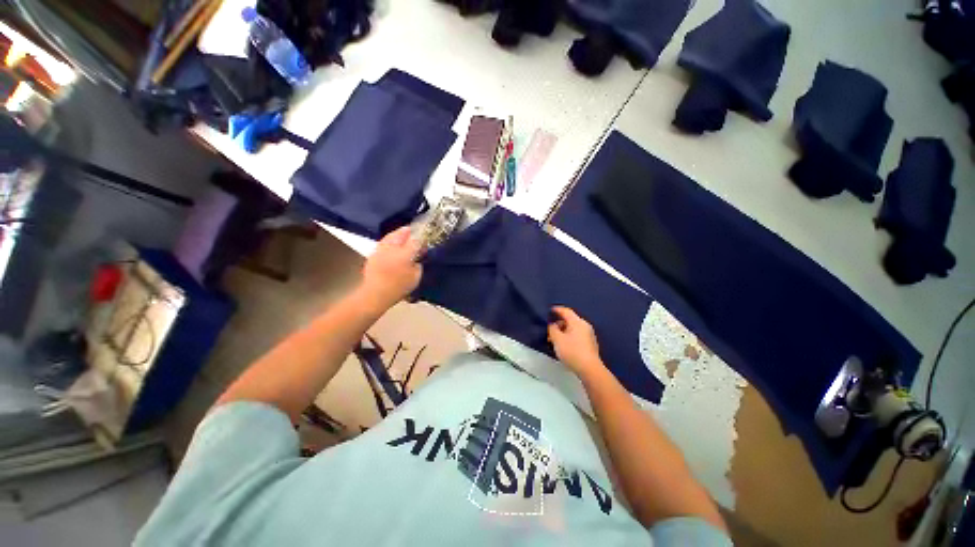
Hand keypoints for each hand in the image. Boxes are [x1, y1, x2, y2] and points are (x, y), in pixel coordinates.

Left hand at [360, 227, 421, 310]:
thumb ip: (418, 265)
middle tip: (411, 231)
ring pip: (390, 236)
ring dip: (396, 234)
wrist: (376, 294)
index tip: (424, 242)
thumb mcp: (415, 278)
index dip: (421, 240)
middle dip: (407, 232)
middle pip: (401, 234)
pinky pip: (383, 242)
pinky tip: (391, 244)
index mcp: (405, 253)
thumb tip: (418, 259)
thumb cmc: (399, 287)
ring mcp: (381, 250)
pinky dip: (388, 240)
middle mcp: (392, 248)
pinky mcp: (373, 254)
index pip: (416, 241)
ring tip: (401, 234)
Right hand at [547, 306, 605, 378]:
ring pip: (573, 329)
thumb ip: (552, 329)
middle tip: (549, 331)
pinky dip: (569, 337)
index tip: (549, 310)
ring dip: (563, 332)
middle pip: (569, 320)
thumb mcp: (557, 339)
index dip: (557, 310)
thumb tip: (552, 325)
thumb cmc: (572, 351)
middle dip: (558, 324)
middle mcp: (585, 326)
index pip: (566, 311)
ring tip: (554, 340)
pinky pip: (577, 336)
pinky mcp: (590, 344)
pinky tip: (563, 346)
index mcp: (577, 322)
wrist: (590, 369)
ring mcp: (589, 335)